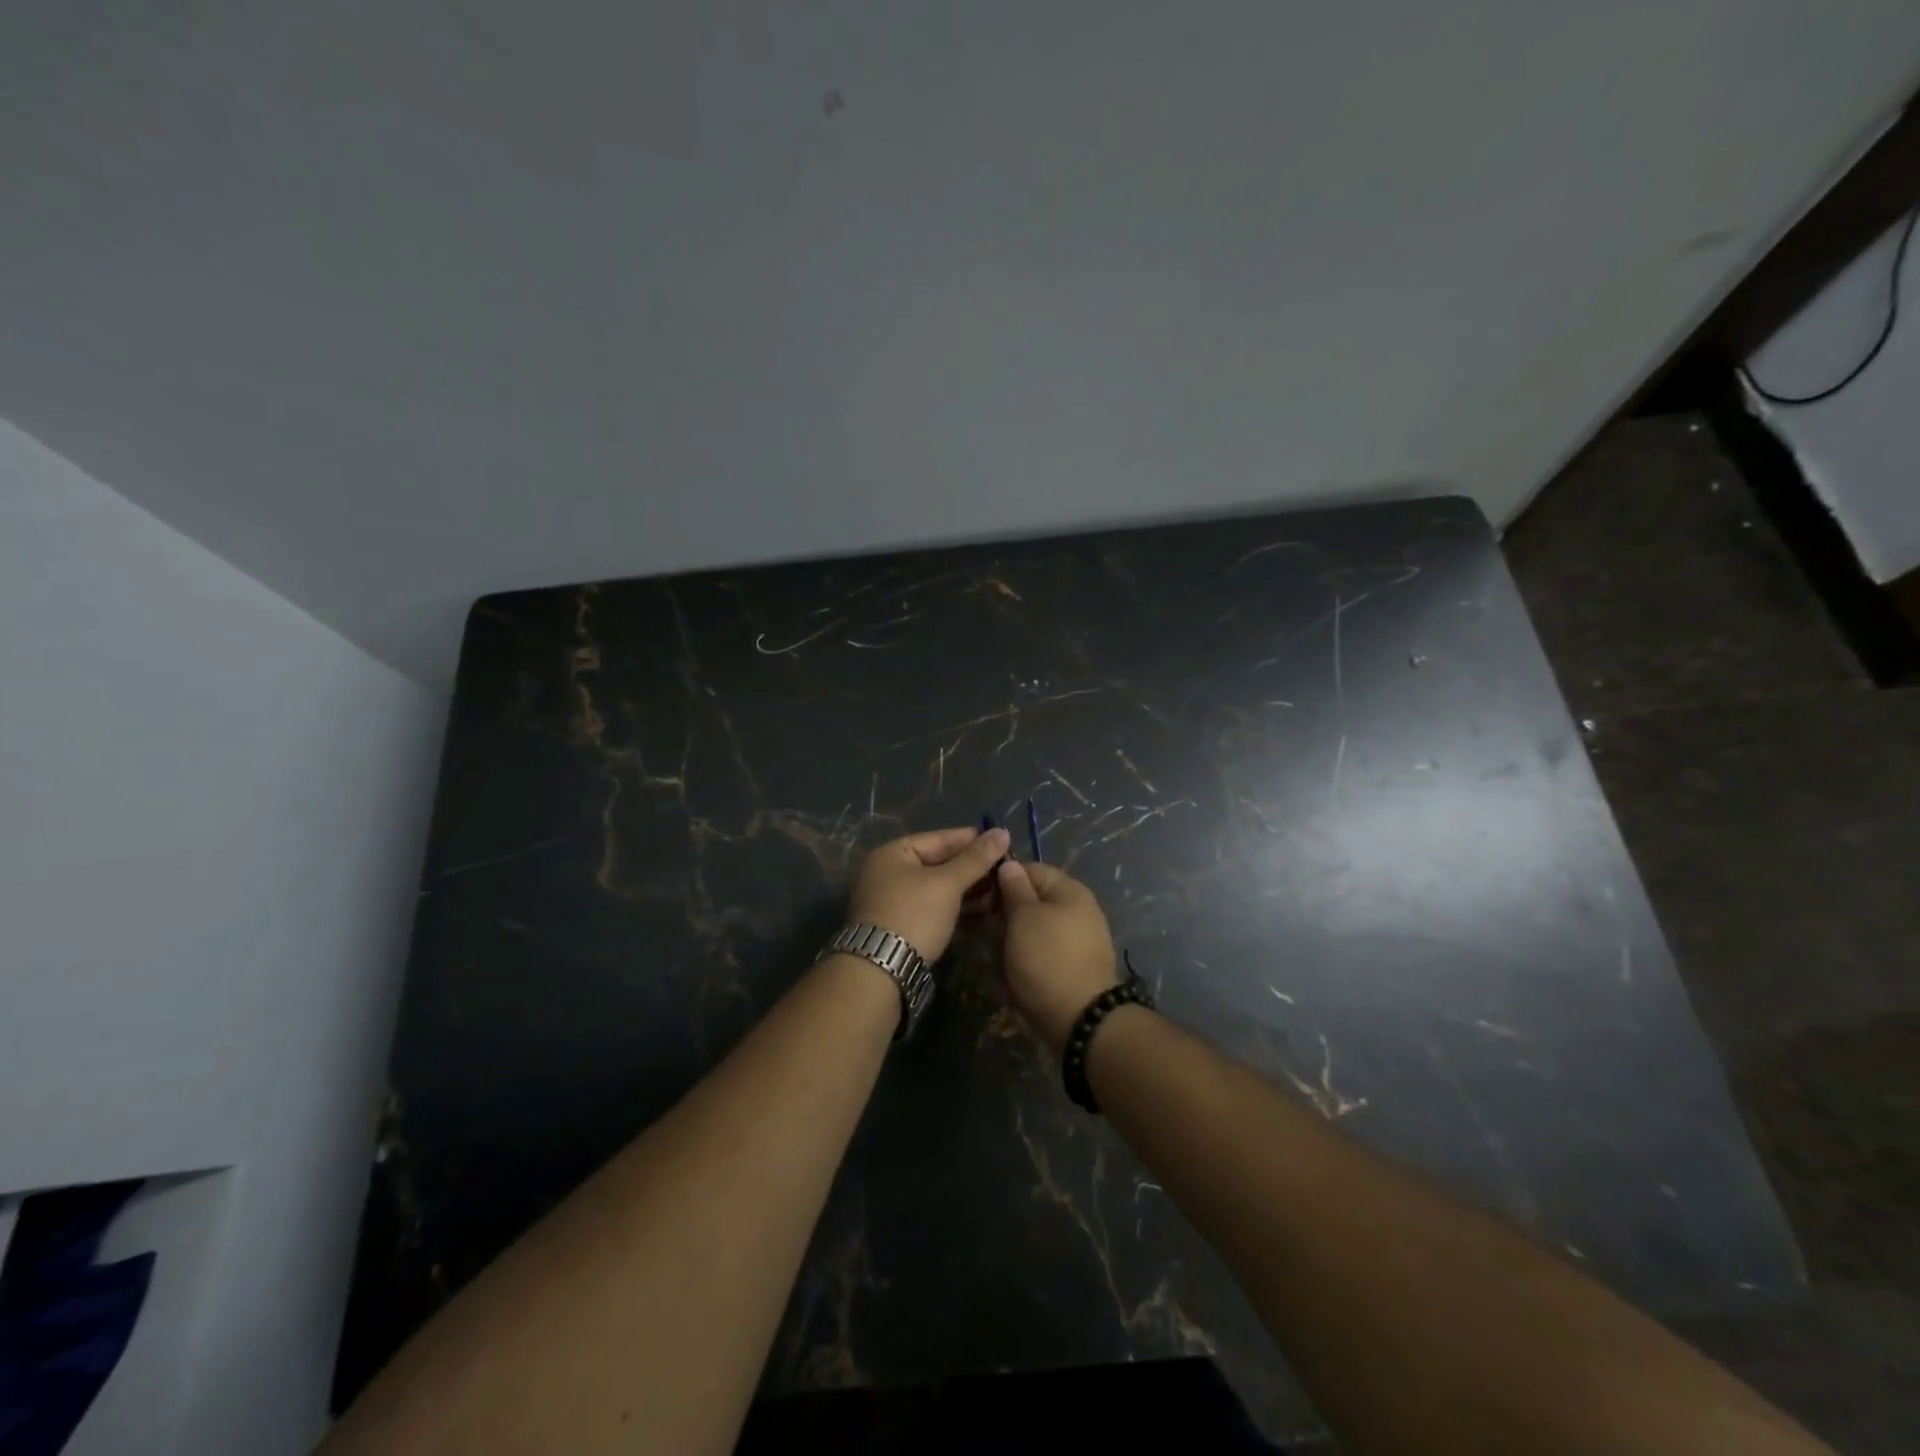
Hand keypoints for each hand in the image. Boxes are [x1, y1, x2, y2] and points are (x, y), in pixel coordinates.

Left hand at [846, 825, 1010, 962]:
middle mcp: (888, 872)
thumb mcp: (947, 884)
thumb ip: (976, 858)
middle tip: (1005, 868)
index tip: (1001, 840)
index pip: (939, 838)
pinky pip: (932, 906)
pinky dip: (954, 906)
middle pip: (937, 863)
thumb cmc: (914, 914)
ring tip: (998, 890)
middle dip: (971, 867)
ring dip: (966, 888)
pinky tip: (980, 910)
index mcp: (892, 853)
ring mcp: (891, 900)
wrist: (881, 969)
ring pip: (936, 887)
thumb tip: (1002, 832)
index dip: (971, 839)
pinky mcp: (899, 925)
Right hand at [996, 861, 1118, 1051]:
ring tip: (993, 947)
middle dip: (1007, 909)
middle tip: (980, 923)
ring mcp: (1080, 939)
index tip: (979, 893)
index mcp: (1071, 890)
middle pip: (1035, 899)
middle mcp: (1080, 909)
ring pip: (1037, 926)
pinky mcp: (1075, 965)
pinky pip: (1045, 949)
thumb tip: (1009, 864)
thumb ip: (1015, 888)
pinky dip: (1027, 954)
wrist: (1082, 1019)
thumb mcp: (1024, 918)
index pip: (1031, 869)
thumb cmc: (1047, 959)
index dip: (1003, 877)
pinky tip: (1011, 965)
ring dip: (1014, 934)